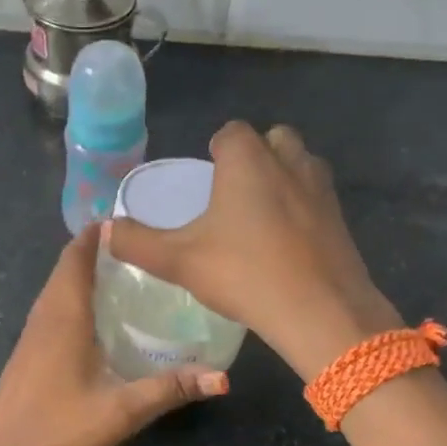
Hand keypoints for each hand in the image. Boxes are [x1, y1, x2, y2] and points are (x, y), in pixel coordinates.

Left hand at [0, 223, 227, 445]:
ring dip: (83, 275)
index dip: (97, 233)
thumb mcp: (121, 410)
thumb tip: (222, 377)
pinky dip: (73, 300)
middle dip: (96, 250)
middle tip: (140, 248)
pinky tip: (97, 321)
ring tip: (125, 275)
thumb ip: (171, 389)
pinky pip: (51, 311)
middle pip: (65, 268)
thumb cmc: (58, 430)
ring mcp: (30, 337)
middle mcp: (43, 317)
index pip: (75, 256)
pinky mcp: (26, 356)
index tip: (130, 221)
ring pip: (56, 290)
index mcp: (63, 316)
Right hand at [104, 122, 399, 380]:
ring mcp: (322, 188)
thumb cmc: (245, 274)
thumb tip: (104, 230)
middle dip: (254, 157)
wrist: (321, 311)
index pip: (231, 133)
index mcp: (248, 160)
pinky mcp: (341, 218)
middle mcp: (289, 161)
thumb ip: (137, 243)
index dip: (216, 151)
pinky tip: (287, 243)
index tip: (206, 179)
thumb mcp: (179, 261)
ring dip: (282, 178)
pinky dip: (303, 208)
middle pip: (272, 140)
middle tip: (233, 195)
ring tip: (260, 216)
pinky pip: (317, 198)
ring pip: (300, 165)